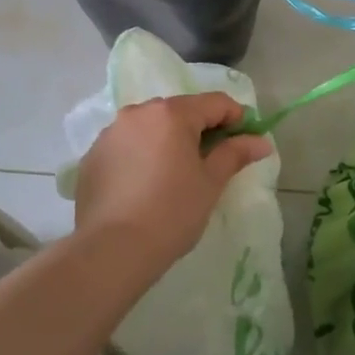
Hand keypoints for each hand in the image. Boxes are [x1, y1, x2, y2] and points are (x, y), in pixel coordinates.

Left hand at [72, 94, 271, 270]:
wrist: (112, 251)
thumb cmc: (172, 213)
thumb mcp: (210, 183)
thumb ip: (235, 154)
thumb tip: (261, 142)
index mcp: (172, 113)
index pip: (215, 102)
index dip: (236, 117)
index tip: (247, 139)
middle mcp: (139, 112)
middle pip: (180, 111)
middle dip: (201, 128)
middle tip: (214, 159)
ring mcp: (111, 132)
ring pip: (151, 126)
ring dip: (169, 140)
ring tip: (177, 172)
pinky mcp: (93, 155)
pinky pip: (128, 144)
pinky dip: (142, 154)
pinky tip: (146, 183)